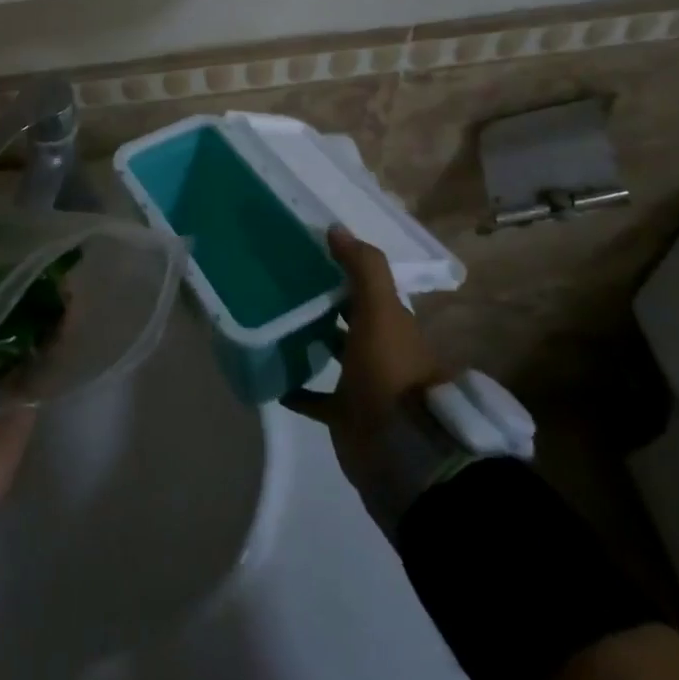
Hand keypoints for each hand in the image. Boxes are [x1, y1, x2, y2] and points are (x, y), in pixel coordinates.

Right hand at [283, 226, 454, 495]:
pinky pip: (316, 399)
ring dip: (310, 341)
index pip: (364, 289)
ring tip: (272, 322)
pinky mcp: (346, 416)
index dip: (340, 270)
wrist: (406, 451)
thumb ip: (363, 269)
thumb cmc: (391, 372)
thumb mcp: (380, 312)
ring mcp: (363, 385)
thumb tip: (335, 228)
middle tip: (280, 284)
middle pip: (348, 319)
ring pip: (333, 355)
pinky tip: (274, 380)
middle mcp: (379, 350)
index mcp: (391, 324)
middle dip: (322, 303)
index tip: (305, 254)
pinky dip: (298, 390)